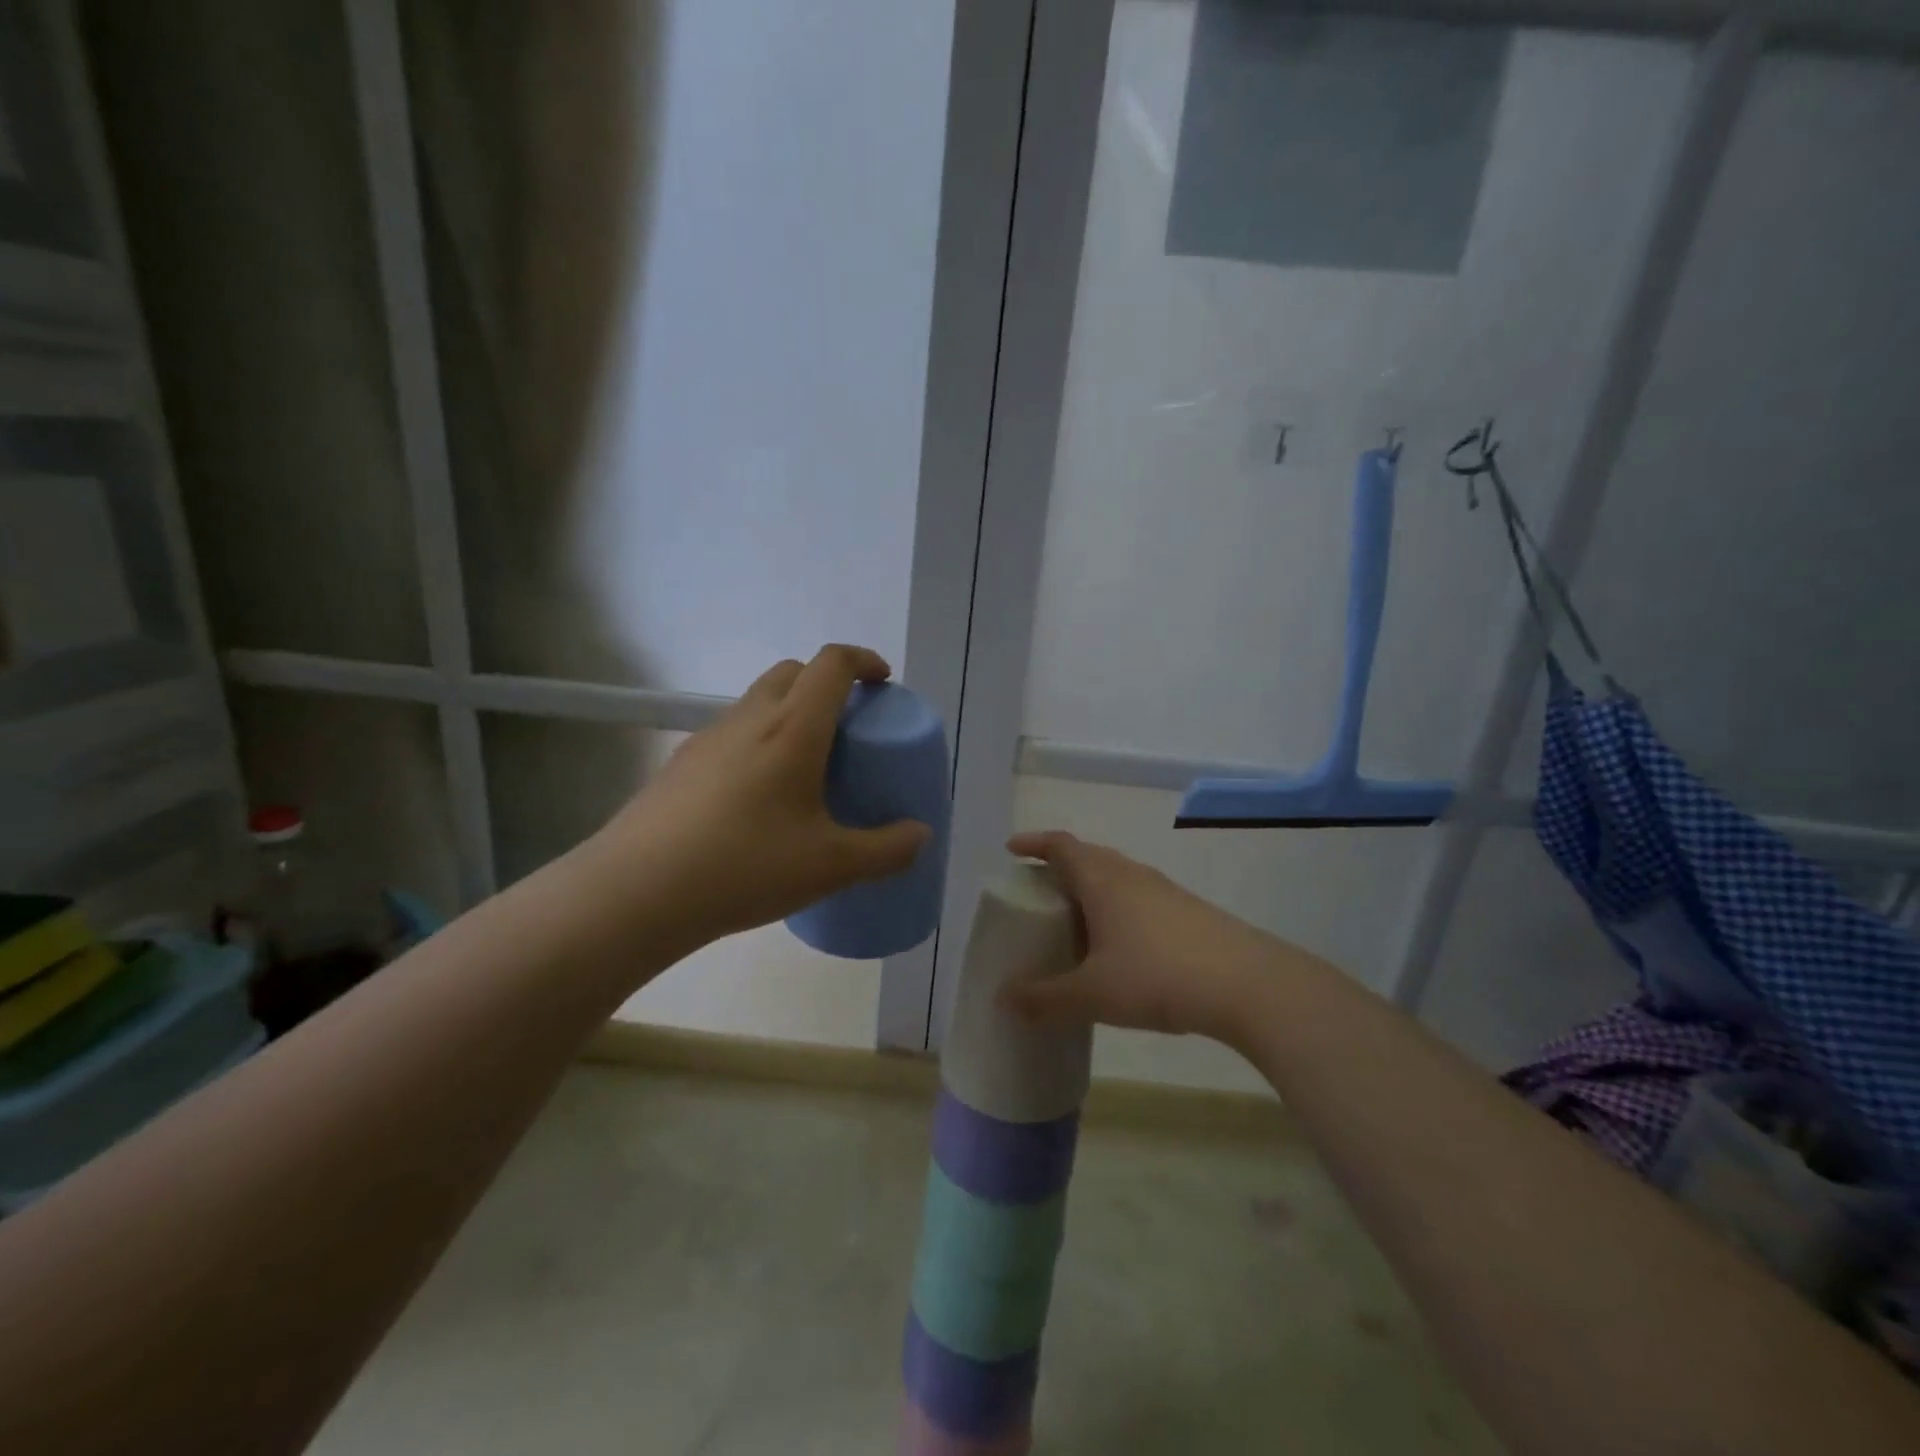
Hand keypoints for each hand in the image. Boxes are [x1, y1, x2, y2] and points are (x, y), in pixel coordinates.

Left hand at [586, 645, 931, 949]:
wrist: (636, 892)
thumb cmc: (745, 866)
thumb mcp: (830, 866)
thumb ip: (886, 850)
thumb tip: (920, 835)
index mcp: (792, 728)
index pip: (832, 664)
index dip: (863, 661)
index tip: (883, 682)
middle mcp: (749, 718)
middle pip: (793, 672)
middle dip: (827, 683)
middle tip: (848, 728)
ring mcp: (708, 738)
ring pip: (758, 700)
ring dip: (790, 712)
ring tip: (806, 767)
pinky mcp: (681, 764)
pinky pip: (732, 732)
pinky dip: (758, 741)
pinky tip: (758, 799)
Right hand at [999, 831, 1284, 1046]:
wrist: (1247, 984)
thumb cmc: (1158, 976)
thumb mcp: (1093, 994)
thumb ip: (1044, 998)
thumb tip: (1002, 999)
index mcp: (1102, 879)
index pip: (1061, 845)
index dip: (1034, 844)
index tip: (1012, 851)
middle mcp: (1131, 874)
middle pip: (1088, 856)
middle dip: (1059, 868)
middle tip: (1037, 894)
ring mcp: (1164, 890)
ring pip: (1116, 878)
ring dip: (1090, 890)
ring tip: (1074, 923)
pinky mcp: (1187, 911)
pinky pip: (1138, 897)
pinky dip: (1117, 909)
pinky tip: (1119, 947)